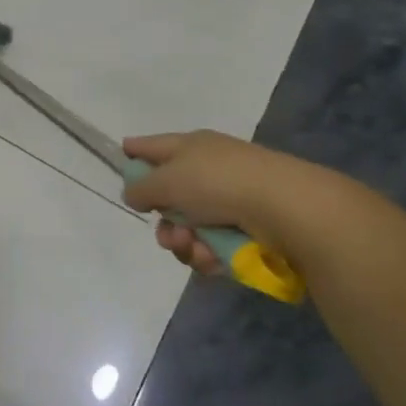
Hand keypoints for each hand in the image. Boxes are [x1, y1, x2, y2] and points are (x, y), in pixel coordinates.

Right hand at [121, 130, 337, 277]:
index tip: (121, 158)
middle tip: (168, 235)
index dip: (135, 151)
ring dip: (185, 243)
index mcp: (190, 146)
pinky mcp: (247, 229)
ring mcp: (229, 200)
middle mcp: (209, 170)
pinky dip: (208, 255)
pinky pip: (213, 245)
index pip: (153, 145)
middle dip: (163, 221)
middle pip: (169, 196)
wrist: (285, 208)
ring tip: (194, 249)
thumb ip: (141, 188)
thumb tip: (134, 194)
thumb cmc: (219, 183)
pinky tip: (212, 259)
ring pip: (189, 227)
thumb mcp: (167, 181)